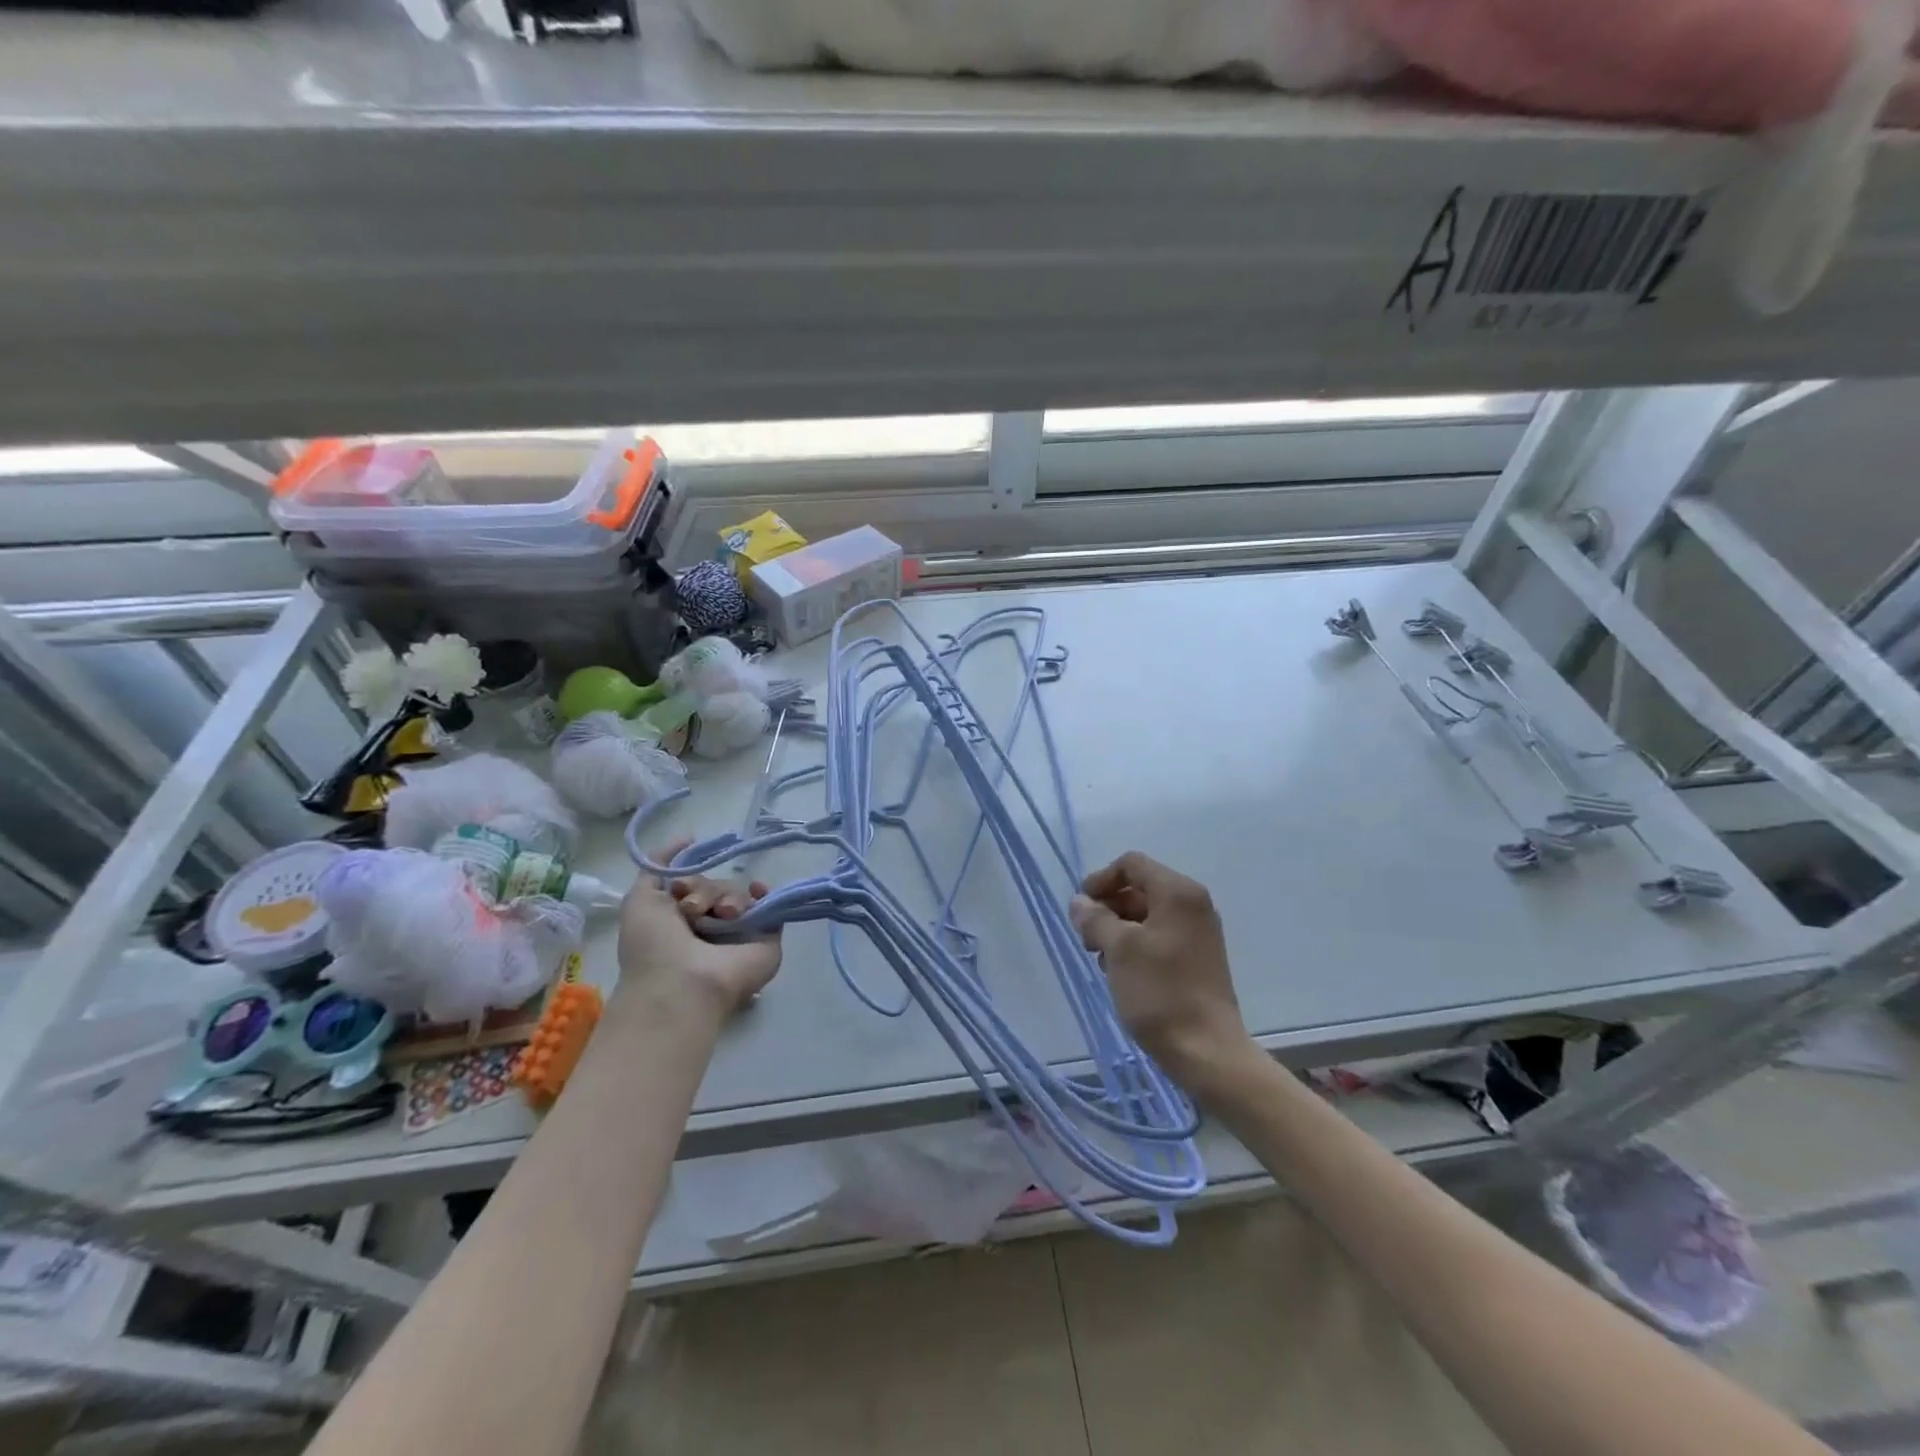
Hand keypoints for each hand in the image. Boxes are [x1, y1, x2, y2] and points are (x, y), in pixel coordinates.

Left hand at [616, 839, 781, 1018]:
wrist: (682, 984)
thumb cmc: (654, 946)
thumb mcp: (640, 900)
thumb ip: (658, 866)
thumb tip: (688, 838)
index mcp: (682, 921)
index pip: (695, 884)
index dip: (688, 879)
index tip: (679, 888)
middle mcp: (712, 926)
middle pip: (718, 885)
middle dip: (705, 890)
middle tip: (692, 910)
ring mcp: (740, 933)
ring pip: (740, 893)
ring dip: (727, 897)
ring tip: (721, 916)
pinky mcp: (767, 938)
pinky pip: (771, 906)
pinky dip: (765, 895)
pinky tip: (757, 893)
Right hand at [1069, 851, 1258, 1094]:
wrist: (1207, 1051)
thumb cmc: (1160, 993)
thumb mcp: (1118, 950)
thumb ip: (1095, 918)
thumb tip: (1080, 902)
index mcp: (1178, 893)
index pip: (1131, 864)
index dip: (1101, 880)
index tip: (1081, 909)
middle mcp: (1192, 905)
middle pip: (1139, 888)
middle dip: (1107, 907)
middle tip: (1087, 939)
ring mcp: (1198, 932)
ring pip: (1146, 914)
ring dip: (1118, 929)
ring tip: (1102, 960)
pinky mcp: (1197, 958)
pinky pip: (1158, 936)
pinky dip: (1135, 945)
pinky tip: (1121, 974)